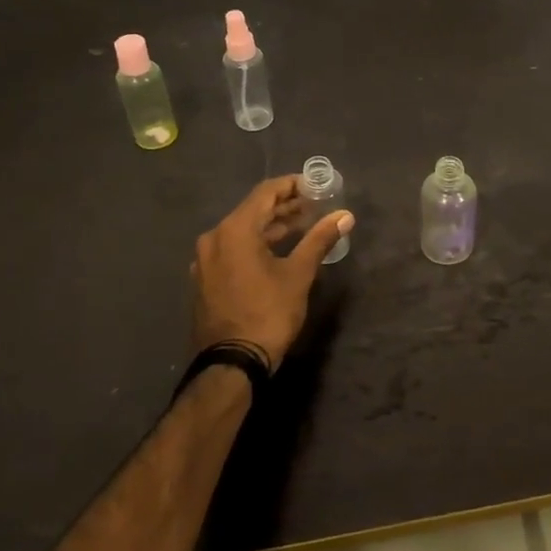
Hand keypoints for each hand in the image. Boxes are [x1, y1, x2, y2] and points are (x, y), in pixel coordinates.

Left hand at [190, 175, 352, 371]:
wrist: (231, 364)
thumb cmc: (267, 313)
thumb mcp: (299, 274)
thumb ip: (320, 239)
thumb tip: (345, 216)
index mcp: (234, 230)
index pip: (265, 192)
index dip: (292, 185)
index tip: (316, 186)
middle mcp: (214, 238)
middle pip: (253, 210)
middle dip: (285, 206)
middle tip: (315, 206)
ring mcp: (205, 260)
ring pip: (243, 231)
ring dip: (272, 226)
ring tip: (303, 226)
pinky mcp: (205, 279)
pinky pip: (233, 249)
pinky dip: (256, 244)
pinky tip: (278, 251)